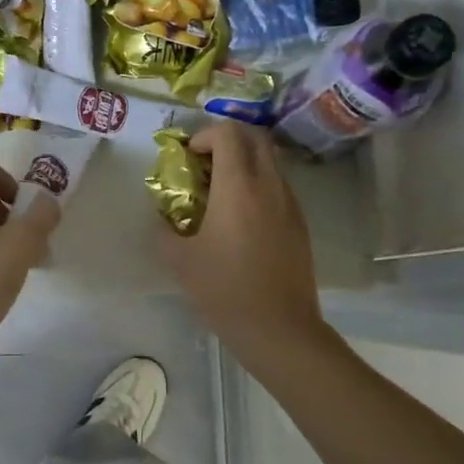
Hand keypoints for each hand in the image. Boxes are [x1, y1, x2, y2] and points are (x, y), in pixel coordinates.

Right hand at [161, 122, 323, 358]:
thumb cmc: (225, 290)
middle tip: (205, 162)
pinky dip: (259, 182)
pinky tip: (241, 216)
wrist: (280, 329)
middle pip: (255, 136)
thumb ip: (164, 230)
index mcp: (238, 187)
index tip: (188, 156)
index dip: (205, 135)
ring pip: (270, 159)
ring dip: (245, 160)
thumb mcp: (179, 261)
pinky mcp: (300, 223)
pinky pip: (279, 185)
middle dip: (228, 138)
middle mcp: (269, 185)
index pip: (228, 133)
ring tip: (221, 189)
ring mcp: (290, 203)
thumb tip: (162, 218)